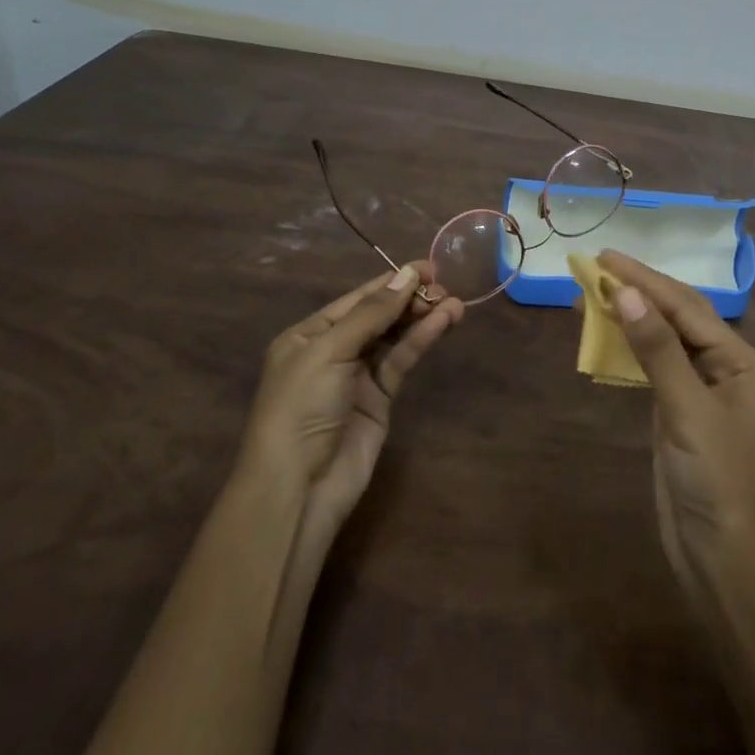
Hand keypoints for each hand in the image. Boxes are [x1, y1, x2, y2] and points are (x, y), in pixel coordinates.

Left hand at [240, 263, 463, 545]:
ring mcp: (357, 376)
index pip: (357, 299)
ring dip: (422, 318)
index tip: (428, 266)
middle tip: (444, 287)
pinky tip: (443, 323)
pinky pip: (401, 361)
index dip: (391, 282)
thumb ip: (371, 314)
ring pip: (395, 337)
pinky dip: (421, 341)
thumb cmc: (301, 408)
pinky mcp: (379, 399)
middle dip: (410, 299)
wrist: (299, 488)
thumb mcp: (329, 352)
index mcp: (308, 335)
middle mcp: (333, 351)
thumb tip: (406, 274)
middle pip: (379, 315)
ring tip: (455, 303)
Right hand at [598, 250, 754, 599]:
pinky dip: (628, 349)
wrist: (723, 561)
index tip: (605, 258)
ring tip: (589, 295)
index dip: (645, 280)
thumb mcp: (687, 410)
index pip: (687, 307)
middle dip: (637, 292)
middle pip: (677, 317)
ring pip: (662, 341)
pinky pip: (653, 368)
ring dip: (629, 318)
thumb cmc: (718, 480)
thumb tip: (624, 293)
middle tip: (593, 268)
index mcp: (743, 361)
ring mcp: (702, 391)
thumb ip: (656, 349)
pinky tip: (606, 335)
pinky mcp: (679, 414)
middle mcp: (726, 368)